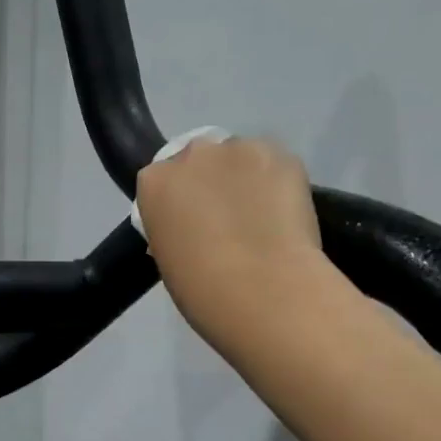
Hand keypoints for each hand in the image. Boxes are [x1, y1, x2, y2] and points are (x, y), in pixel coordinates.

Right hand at [135, 137, 327, 343]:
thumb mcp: (169, 261)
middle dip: (210, 182)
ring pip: (241, 159)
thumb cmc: (202, 290)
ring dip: (246, 180)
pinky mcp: (284, 156)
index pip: (161, 182)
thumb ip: (176, 230)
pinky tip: (285, 217)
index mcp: (155, 182)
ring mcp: (241, 150)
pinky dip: (278, 186)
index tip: (191, 226)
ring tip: (261, 219)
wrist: (263, 291)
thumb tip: (193, 229)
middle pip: (200, 160)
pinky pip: (276, 166)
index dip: (178, 204)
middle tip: (226, 220)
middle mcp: (194, 153)